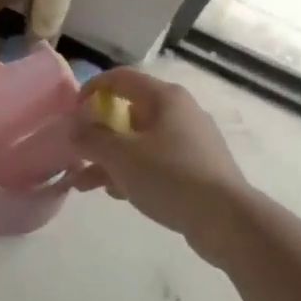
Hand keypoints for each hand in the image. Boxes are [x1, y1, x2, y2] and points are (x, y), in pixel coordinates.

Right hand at [71, 69, 248, 265]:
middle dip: (97, 134)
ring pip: (139, 141)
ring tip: (84, 184)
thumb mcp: (120, 155)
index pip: (120, 78)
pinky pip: (155, 162)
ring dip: (109, 158)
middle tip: (77, 153)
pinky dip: (133, 172)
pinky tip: (116, 194)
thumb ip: (90, 138)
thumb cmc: (170, 176)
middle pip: (127, 112)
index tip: (72, 114)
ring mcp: (190, 141)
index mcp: (164, 97)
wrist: (228, 222)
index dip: (91, 90)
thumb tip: (74, 127)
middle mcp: (179, 111)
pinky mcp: (196, 168)